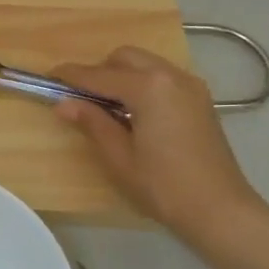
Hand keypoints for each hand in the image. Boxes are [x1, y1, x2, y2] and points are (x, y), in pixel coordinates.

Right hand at [52, 47, 265, 245]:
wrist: (220, 210)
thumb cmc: (163, 186)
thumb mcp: (118, 156)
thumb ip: (91, 122)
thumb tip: (63, 103)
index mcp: (149, 88)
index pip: (99, 75)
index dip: (71, 76)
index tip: (48, 78)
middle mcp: (171, 76)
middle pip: (125, 58)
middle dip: (99, 71)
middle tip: (80, 98)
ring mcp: (191, 86)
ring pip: (146, 64)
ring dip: (121, 76)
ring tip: (106, 107)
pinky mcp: (200, 100)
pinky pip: (162, 77)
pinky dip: (142, 83)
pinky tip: (133, 112)